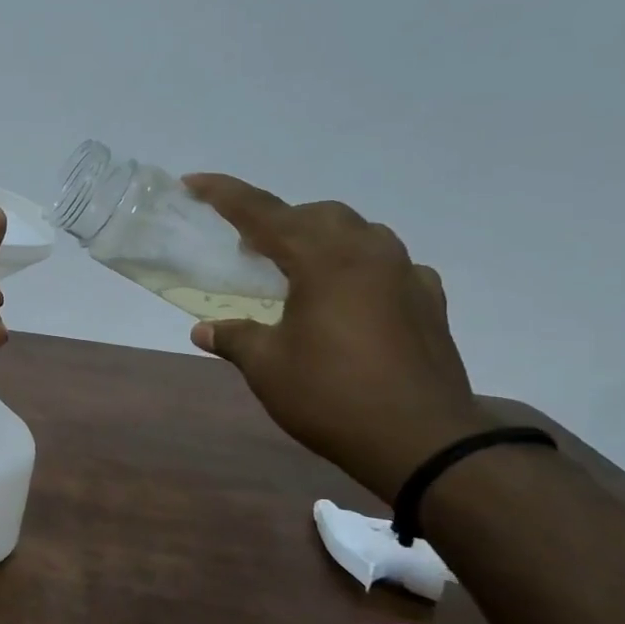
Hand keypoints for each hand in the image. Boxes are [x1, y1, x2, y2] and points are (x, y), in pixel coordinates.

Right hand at [183, 174, 491, 501]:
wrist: (421, 441)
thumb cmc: (331, 396)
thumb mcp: (268, 368)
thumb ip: (235, 339)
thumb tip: (205, 331)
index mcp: (323, 259)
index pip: (264, 213)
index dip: (225, 195)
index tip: (195, 182)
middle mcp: (369, 253)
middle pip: (318, 215)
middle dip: (280, 221)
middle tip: (250, 248)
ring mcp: (406, 275)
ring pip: (360, 233)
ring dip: (323, 239)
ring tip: (299, 271)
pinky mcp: (429, 302)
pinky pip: (390, 265)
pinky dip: (361, 268)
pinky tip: (351, 298)